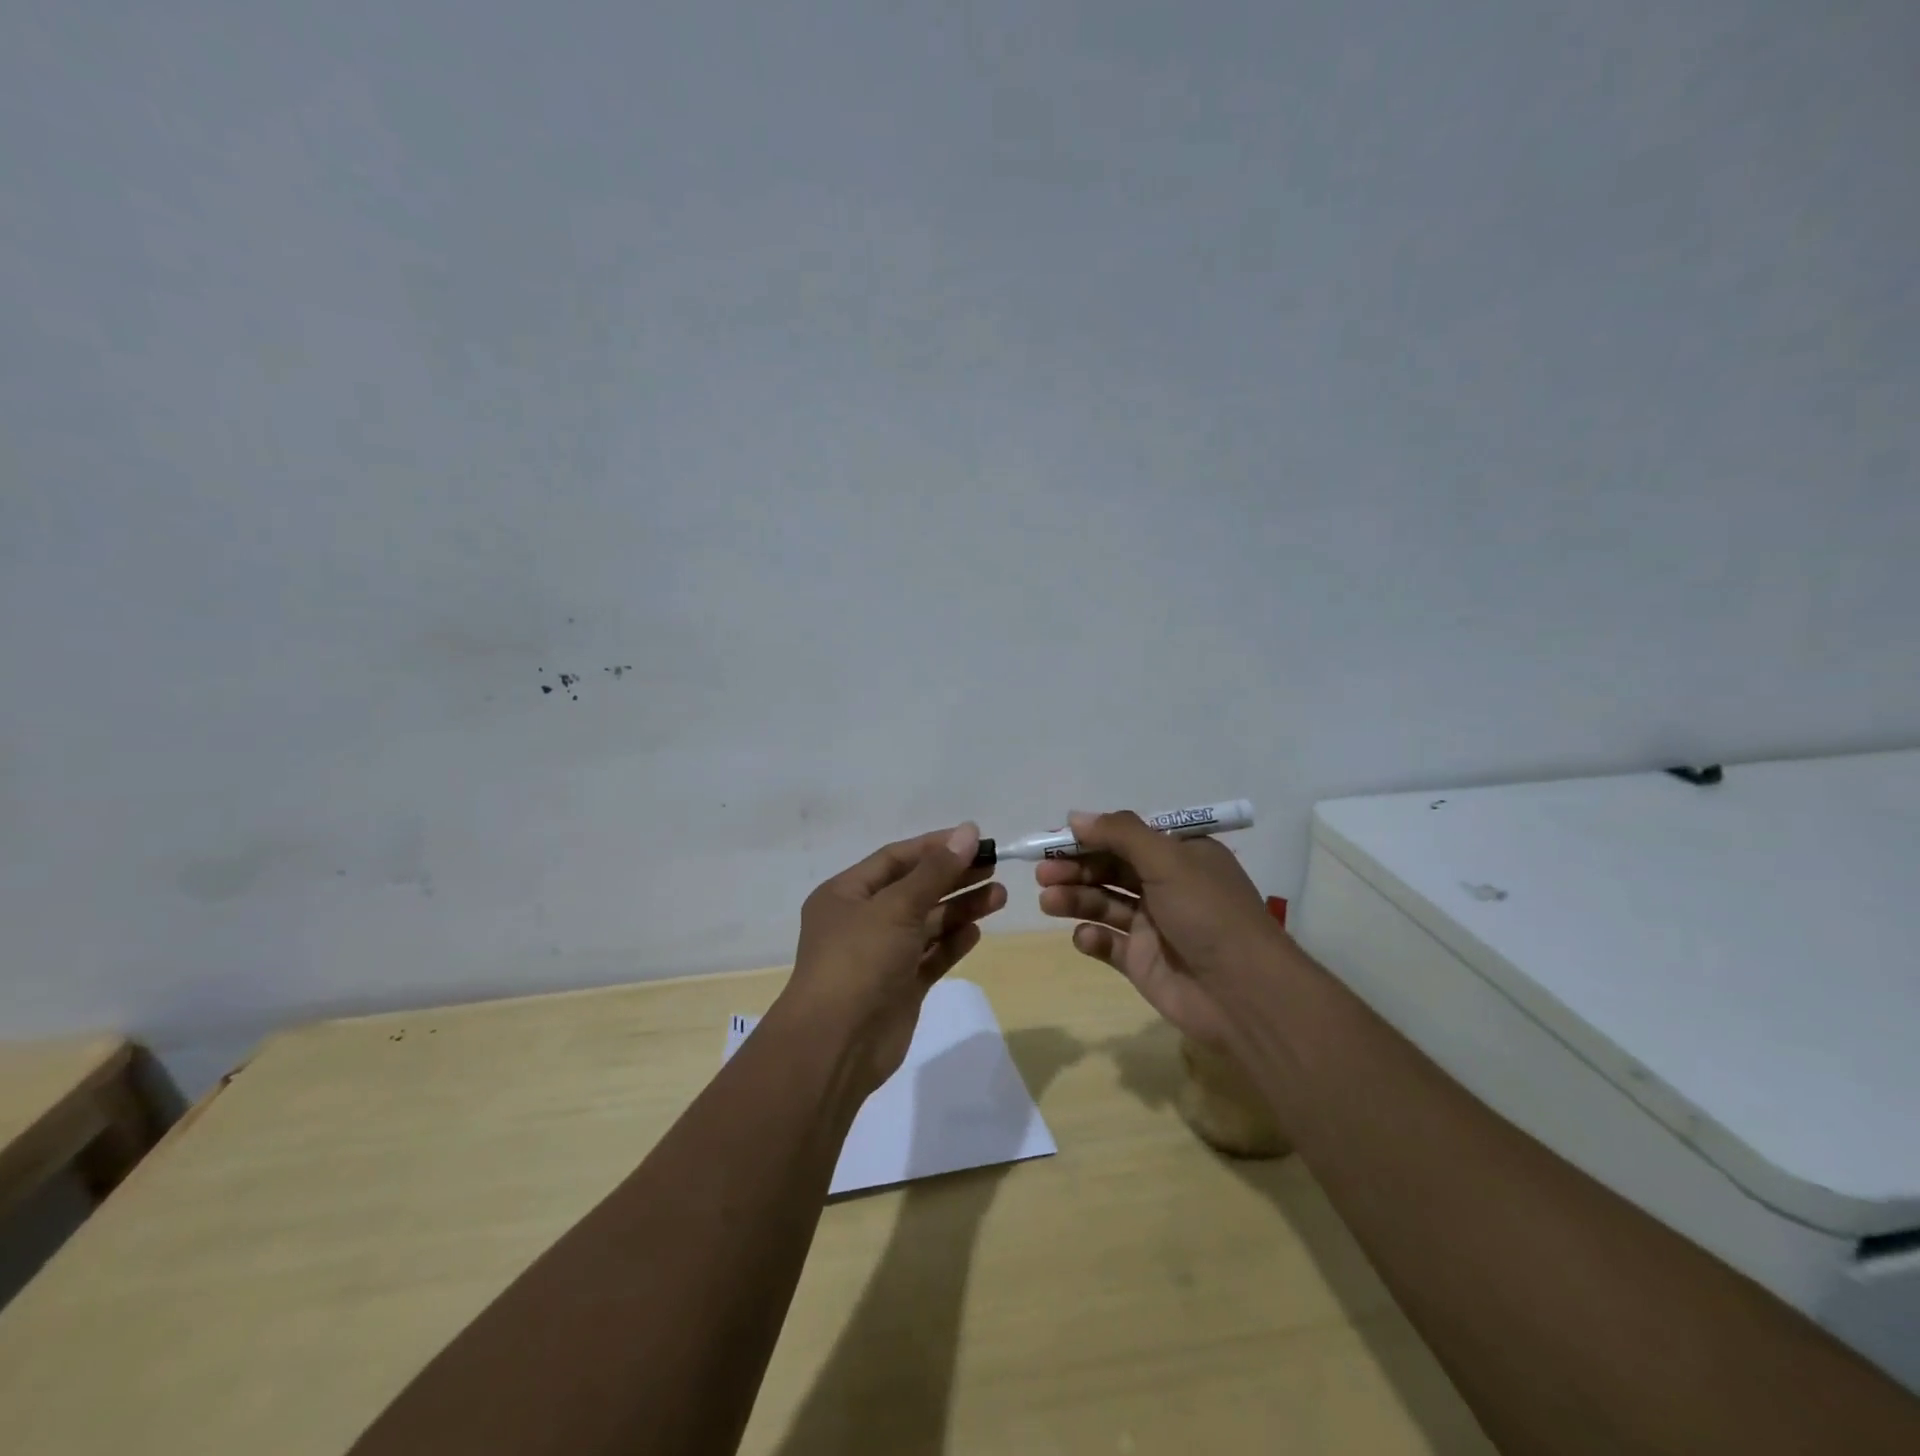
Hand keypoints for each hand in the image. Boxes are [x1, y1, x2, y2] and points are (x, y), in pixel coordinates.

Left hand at [780, 823, 1006, 1095]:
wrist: (837, 1045)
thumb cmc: (859, 961)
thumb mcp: (896, 907)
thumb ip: (935, 871)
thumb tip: (968, 831)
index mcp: (846, 894)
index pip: (896, 859)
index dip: (935, 846)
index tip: (975, 839)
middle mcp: (862, 920)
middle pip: (915, 889)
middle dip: (954, 877)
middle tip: (994, 866)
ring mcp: (882, 955)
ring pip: (927, 923)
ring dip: (960, 908)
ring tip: (999, 896)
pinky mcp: (900, 986)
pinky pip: (931, 956)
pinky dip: (952, 943)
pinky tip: (977, 931)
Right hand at [1035, 810, 1281, 1050]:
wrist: (1243, 994)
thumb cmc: (1208, 913)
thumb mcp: (1168, 860)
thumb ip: (1120, 834)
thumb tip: (1076, 816)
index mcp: (1180, 856)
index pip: (1126, 838)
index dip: (1090, 837)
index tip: (1054, 840)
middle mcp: (1165, 886)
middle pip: (1109, 870)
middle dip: (1075, 868)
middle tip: (1043, 872)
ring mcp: (1152, 926)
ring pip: (1103, 904)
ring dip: (1075, 898)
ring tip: (1048, 901)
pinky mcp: (1142, 962)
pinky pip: (1107, 943)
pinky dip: (1092, 938)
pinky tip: (1086, 937)